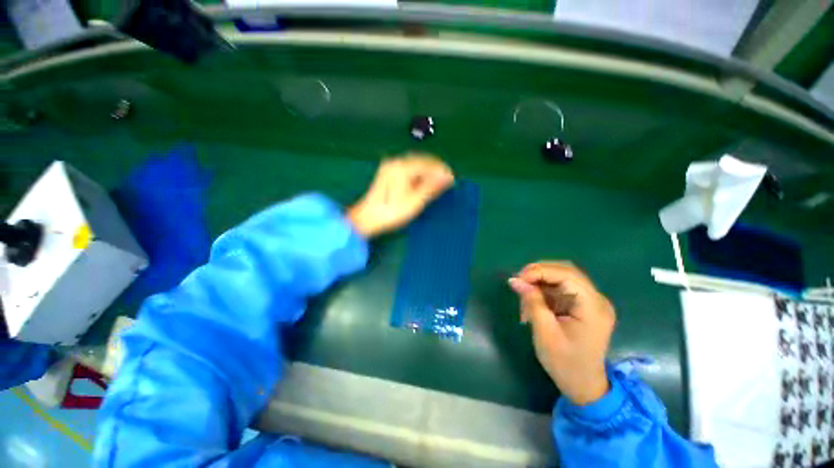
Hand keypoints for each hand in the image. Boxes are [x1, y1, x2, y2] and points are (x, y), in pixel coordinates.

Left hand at [347, 153, 453, 237]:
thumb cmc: (391, 212)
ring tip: (438, 181)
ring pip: (415, 163)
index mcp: (402, 168)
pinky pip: (408, 167)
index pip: (427, 164)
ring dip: (428, 170)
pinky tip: (423, 180)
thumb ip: (431, 187)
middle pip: (421, 160)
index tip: (452, 178)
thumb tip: (448, 177)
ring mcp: (390, 166)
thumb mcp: (414, 202)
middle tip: (447, 179)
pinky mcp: (388, 171)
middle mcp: (396, 162)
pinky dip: (418, 172)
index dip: (441, 170)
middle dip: (436, 169)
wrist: (366, 218)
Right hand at [508, 262, 615, 404]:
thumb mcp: (544, 332)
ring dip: (540, 281)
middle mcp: (596, 299)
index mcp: (593, 307)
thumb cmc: (565, 363)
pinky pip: (562, 288)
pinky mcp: (584, 306)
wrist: (583, 386)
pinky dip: (545, 290)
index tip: (518, 279)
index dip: (540, 271)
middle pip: (566, 271)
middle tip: (518, 282)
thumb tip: (515, 280)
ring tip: (524, 294)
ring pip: (562, 277)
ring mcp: (591, 302)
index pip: (567, 275)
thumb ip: (532, 302)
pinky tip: (533, 300)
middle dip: (539, 273)